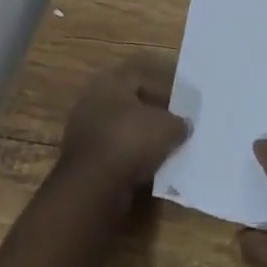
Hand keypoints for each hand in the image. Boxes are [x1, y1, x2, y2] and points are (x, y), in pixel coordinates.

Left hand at [57, 58, 189, 210]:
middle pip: (131, 104)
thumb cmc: (130, 141)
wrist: (93, 188)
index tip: (182, 106)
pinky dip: (130, 159)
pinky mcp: (83, 160)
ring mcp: (84, 131)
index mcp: (110, 81)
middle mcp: (92, 100)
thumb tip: (184, 125)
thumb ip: (179, 122)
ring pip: (122, 130)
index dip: (166, 90)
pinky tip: (148, 169)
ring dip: (142, 140)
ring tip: (165, 150)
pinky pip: (114, 153)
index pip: (143, 77)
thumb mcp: (168, 128)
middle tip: (175, 127)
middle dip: (153, 116)